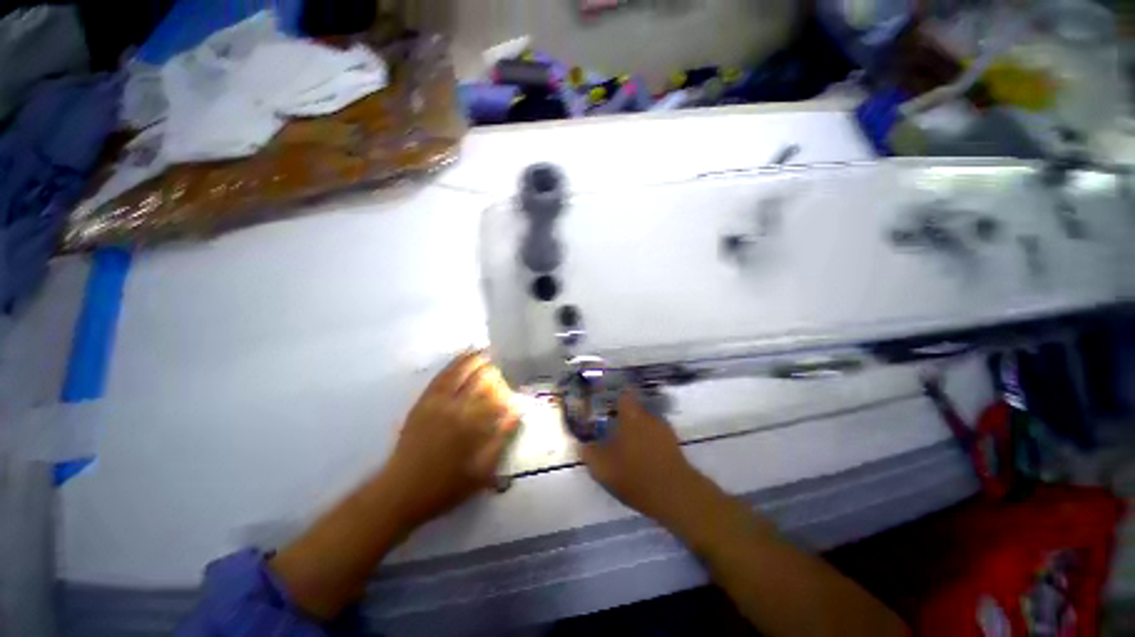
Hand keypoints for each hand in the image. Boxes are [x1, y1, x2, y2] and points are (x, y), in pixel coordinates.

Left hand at [384, 351, 518, 528]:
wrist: (401, 491)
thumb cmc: (445, 486)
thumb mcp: (481, 472)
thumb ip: (501, 440)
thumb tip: (516, 414)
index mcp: (473, 425)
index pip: (498, 397)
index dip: (509, 391)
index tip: (516, 391)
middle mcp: (457, 408)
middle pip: (481, 380)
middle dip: (495, 372)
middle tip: (505, 370)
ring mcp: (438, 402)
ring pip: (461, 373)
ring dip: (477, 360)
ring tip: (488, 352)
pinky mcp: (425, 401)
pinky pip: (442, 376)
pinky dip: (455, 363)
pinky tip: (464, 356)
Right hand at [578, 391, 702, 523]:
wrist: (676, 495)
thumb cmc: (635, 475)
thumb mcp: (603, 468)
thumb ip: (590, 454)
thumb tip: (582, 445)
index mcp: (631, 416)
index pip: (624, 395)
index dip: (615, 398)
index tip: (606, 405)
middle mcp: (648, 417)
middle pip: (634, 410)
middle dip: (624, 418)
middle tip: (612, 430)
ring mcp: (664, 429)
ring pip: (645, 423)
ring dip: (637, 431)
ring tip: (627, 447)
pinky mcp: (674, 444)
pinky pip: (655, 436)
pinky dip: (648, 442)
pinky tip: (642, 458)